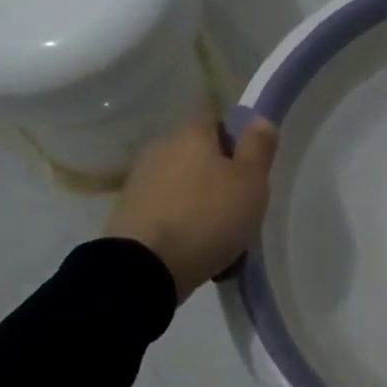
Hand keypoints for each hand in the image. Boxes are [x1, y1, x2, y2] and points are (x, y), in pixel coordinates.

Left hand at [103, 114, 278, 301]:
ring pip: (182, 185)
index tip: (250, 168)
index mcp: (191, 134)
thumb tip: (259, 119)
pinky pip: (166, 212)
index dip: (235, 139)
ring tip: (220, 236)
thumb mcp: (251, 181)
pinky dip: (180, 225)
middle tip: (240, 205)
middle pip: (198, 154)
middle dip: (217, 175)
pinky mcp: (128, 215)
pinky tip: (195, 250)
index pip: (215, 121)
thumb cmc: (208, 216)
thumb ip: (258, 147)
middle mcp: (161, 149)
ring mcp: (140, 182)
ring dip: (199, 202)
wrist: (144, 268)